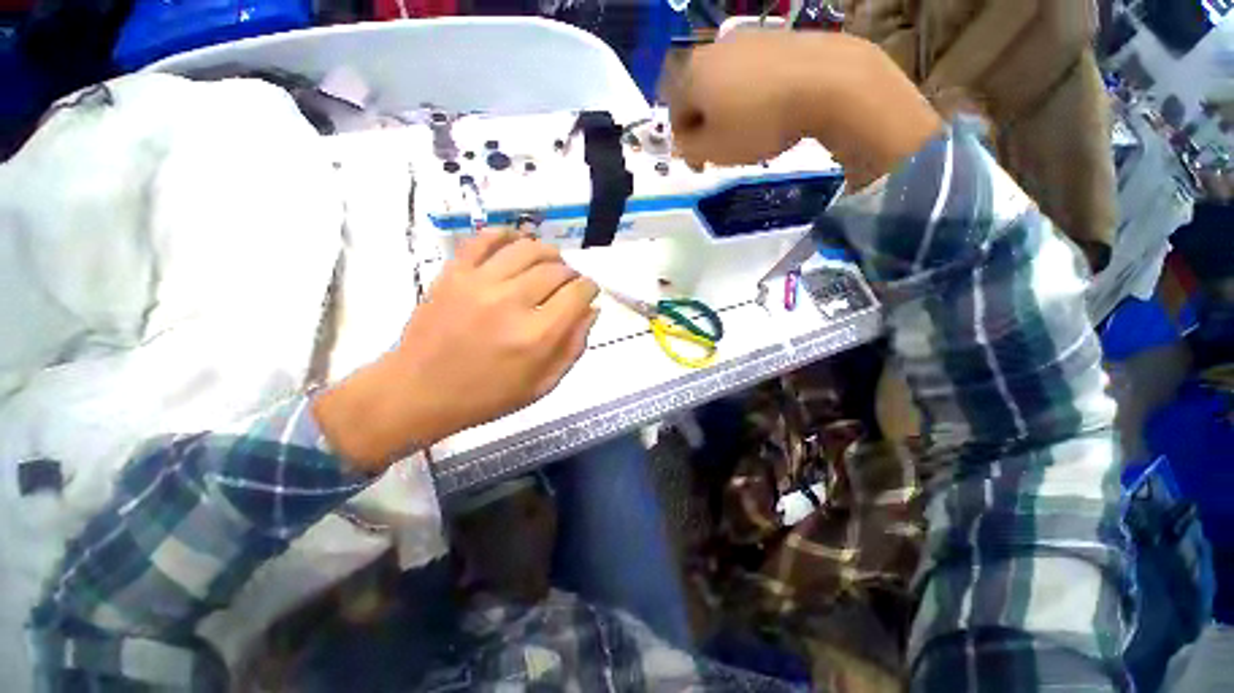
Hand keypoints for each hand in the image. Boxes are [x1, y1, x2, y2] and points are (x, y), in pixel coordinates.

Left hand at [314, 232, 598, 469]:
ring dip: (547, 252)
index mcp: (537, 336)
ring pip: (528, 248)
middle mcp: (512, 302)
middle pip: (556, 269)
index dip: (590, 288)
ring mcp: (480, 283)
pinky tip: (516, 244)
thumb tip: (591, 310)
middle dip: (571, 274)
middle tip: (568, 283)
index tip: (588, 292)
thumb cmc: (486, 397)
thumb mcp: (542, 385)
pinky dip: (506, 235)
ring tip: (548, 263)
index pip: (578, 294)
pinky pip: (485, 239)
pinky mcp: (453, 273)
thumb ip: (573, 348)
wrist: (417, 392)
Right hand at [663, 32, 808, 169]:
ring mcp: (746, 40)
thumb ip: (688, 150)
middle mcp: (713, 50)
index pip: (674, 115)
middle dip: (705, 125)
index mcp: (692, 76)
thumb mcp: (713, 150)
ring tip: (747, 131)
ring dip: (727, 110)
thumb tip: (683, 141)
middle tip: (721, 148)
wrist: (826, 82)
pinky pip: (751, 74)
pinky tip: (769, 110)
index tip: (701, 164)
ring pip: (724, 84)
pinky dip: (751, 95)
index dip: (684, 145)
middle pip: (698, 96)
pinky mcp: (774, 39)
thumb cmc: (758, 122)